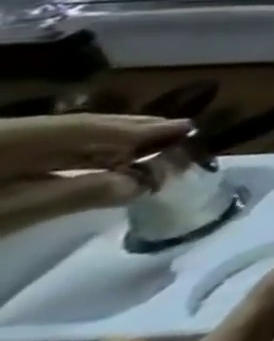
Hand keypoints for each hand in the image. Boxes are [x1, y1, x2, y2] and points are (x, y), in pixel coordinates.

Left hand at [0, 115, 190, 236]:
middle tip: (183, 131)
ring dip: (116, 144)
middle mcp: (19, 132)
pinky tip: (112, 162)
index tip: (189, 128)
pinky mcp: (3, 160)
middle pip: (83, 129)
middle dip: (134, 130)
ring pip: (70, 140)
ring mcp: (9, 145)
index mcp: (19, 136)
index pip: (91, 129)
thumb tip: (143, 184)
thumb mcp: (14, 213)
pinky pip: (53, 152)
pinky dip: (89, 156)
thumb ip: (78, 194)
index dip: (141, 129)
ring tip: (158, 144)